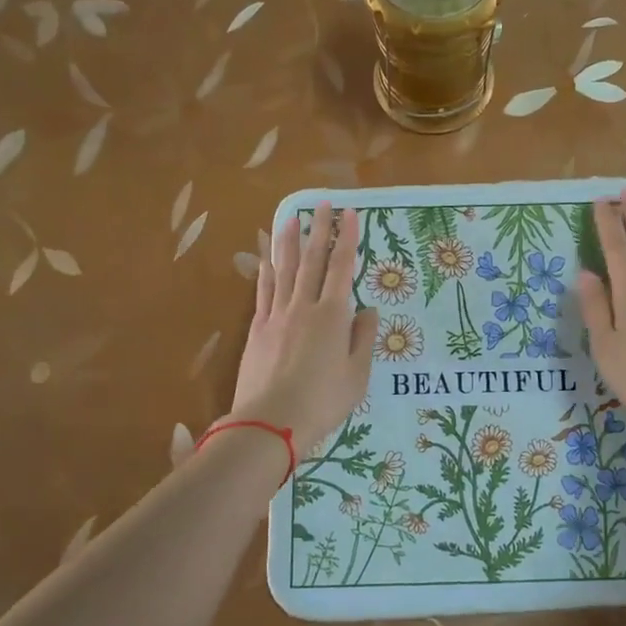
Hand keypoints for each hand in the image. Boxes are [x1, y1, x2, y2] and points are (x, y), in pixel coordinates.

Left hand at [229, 203, 378, 453]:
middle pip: (312, 260)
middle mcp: (304, 307)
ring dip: (289, 240)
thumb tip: (367, 309)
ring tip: (291, 216)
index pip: (343, 268)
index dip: (348, 239)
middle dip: (319, 230)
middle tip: (322, 203)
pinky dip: (266, 270)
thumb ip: (363, 338)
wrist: (271, 422)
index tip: (350, 214)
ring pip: (284, 269)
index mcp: (333, 316)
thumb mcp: (358, 375)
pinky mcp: (257, 329)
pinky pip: (264, 291)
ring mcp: (277, 315)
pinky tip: (266, 256)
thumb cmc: (323, 401)